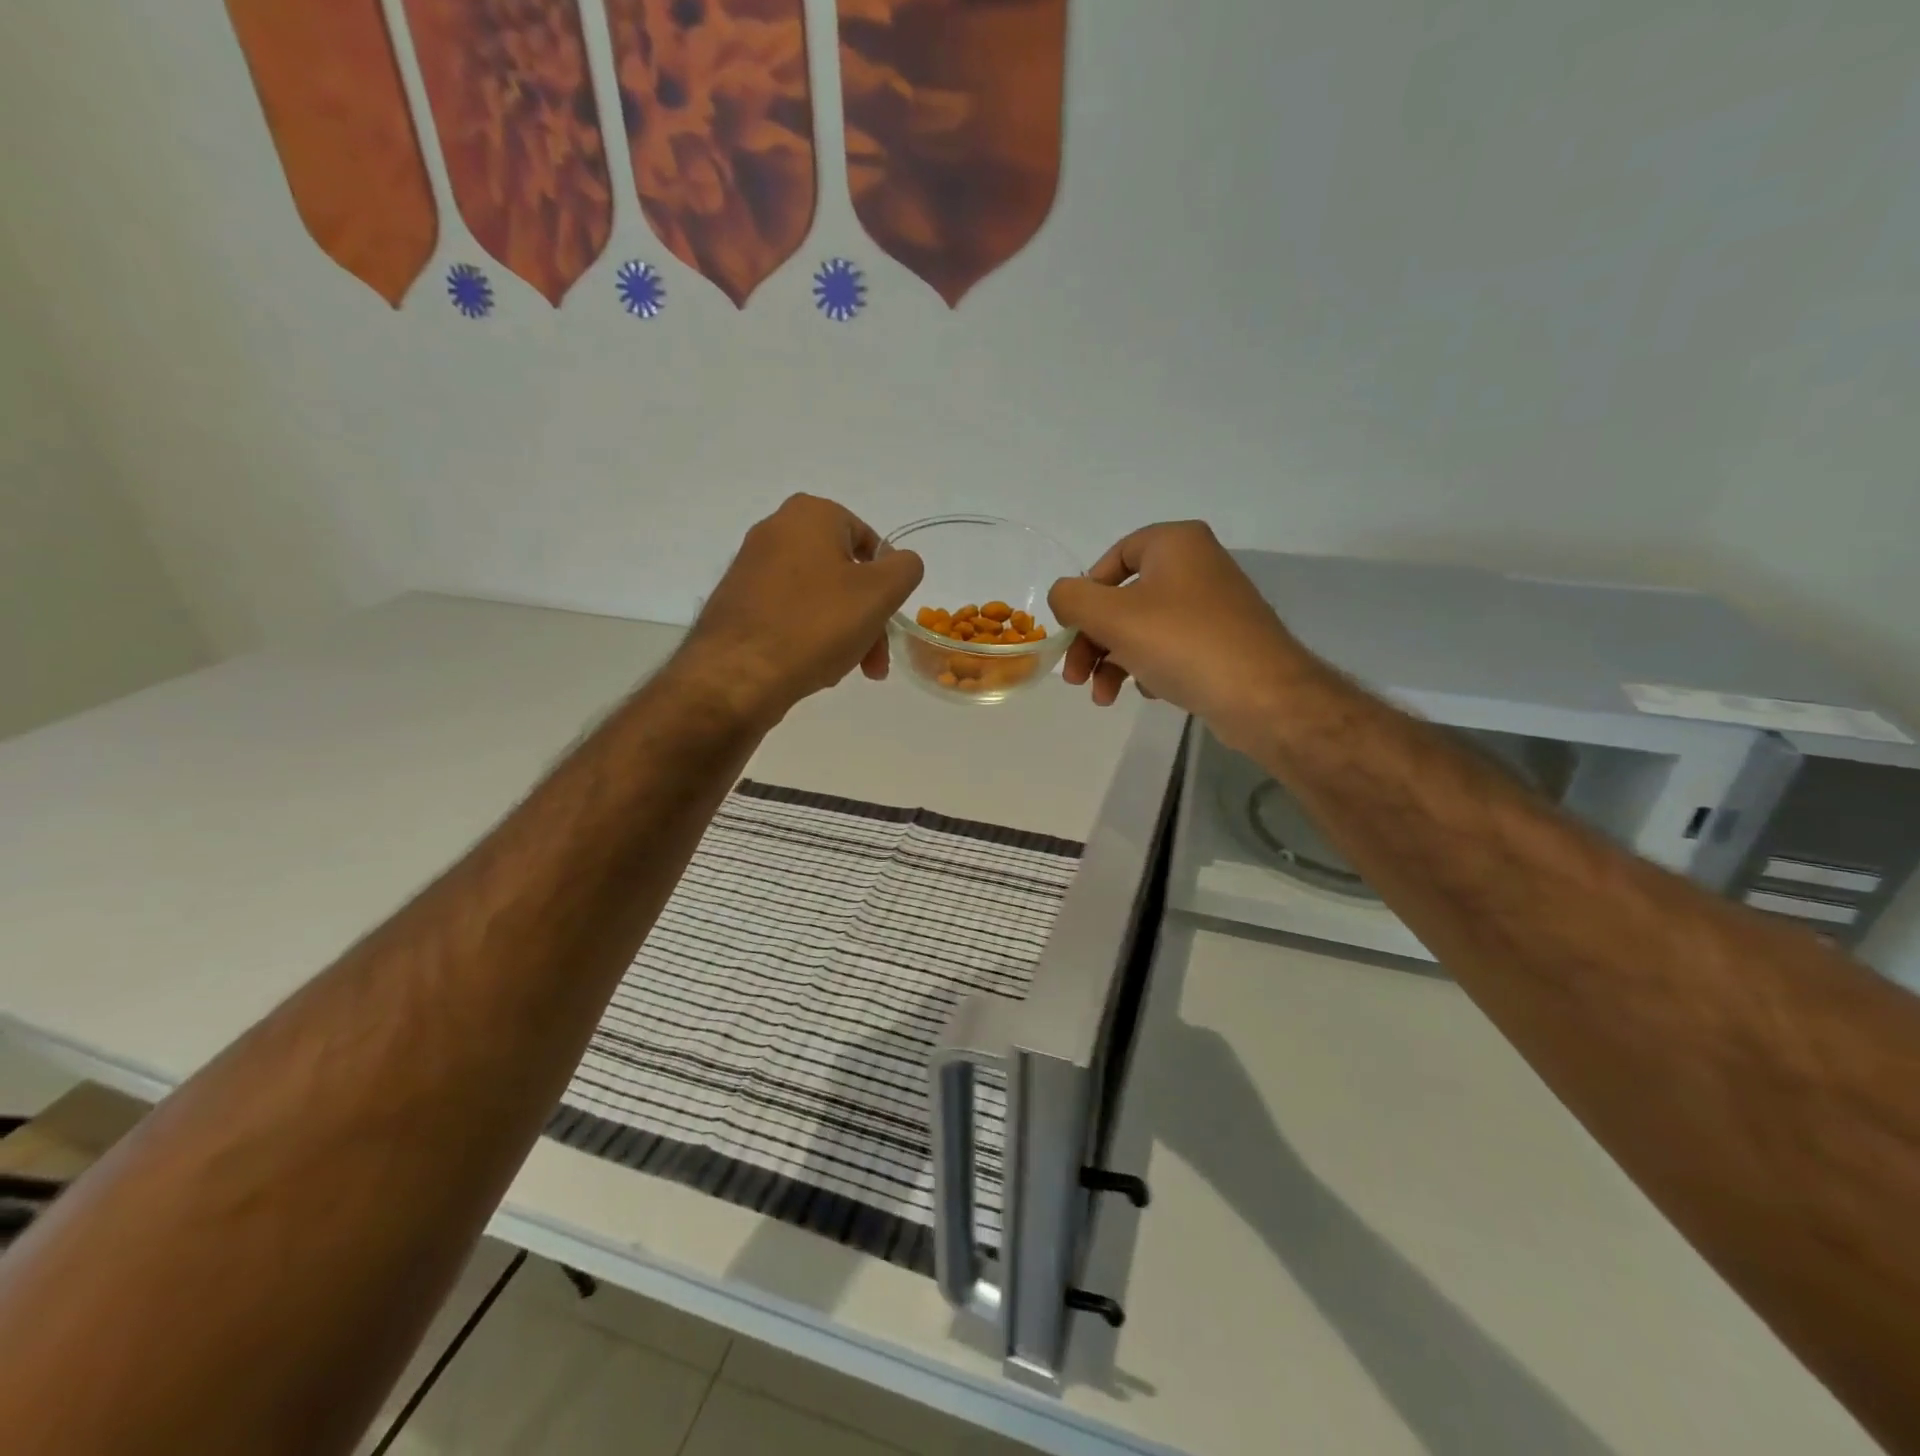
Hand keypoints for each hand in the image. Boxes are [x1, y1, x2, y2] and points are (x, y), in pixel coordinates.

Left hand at [683, 495, 923, 720]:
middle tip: (874, 661)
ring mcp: (751, 567)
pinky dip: (809, 636)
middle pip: (843, 573)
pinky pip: (788, 613)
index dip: (887, 581)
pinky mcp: (737, 601)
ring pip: (818, 597)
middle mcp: (775, 530)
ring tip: (846, 669)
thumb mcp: (880, 593)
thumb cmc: (816, 624)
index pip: (868, 540)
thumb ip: (905, 568)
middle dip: (866, 617)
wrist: (737, 674)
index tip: (889, 619)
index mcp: (810, 514)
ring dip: (842, 631)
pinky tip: (814, 667)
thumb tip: (900, 562)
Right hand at [1048, 522, 1304, 746]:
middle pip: (1124, 599)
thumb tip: (1063, 596)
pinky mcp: (1223, 642)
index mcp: (1176, 544)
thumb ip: (1072, 599)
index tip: (1073, 628)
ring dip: (1113, 662)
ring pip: (1144, 628)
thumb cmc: (1182, 643)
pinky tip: (1149, 692)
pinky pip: (1171, 648)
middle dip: (1094, 641)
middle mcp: (1197, 566)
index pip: (1114, 557)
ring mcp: (1214, 606)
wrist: (1262, 696)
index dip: (1086, 593)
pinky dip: (1149, 668)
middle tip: (1075, 677)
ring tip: (1104, 699)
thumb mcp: (1112, 616)